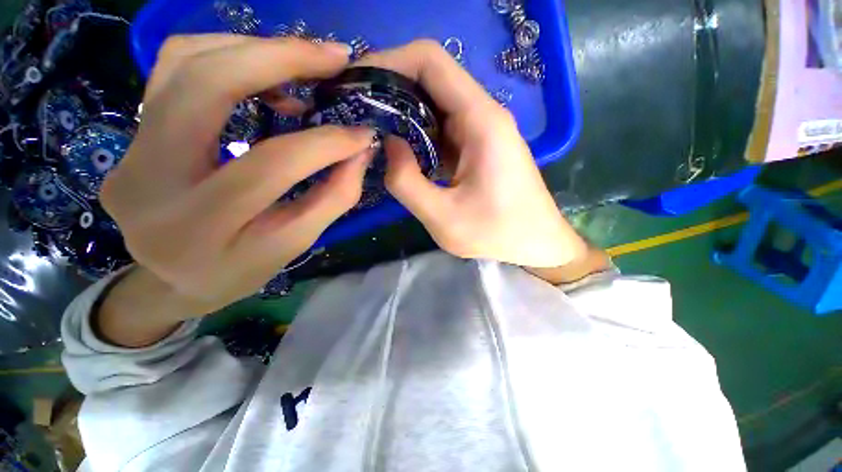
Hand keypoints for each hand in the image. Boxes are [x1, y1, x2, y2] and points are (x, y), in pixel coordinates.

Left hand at [100, 35, 373, 319]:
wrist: (173, 279)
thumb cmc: (239, 270)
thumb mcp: (295, 244)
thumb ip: (333, 197)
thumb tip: (361, 151)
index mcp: (200, 225)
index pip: (271, 165)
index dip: (326, 144)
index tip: (363, 132)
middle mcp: (148, 179)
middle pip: (207, 86)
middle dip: (280, 59)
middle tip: (334, 57)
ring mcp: (129, 149)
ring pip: (184, 62)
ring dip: (252, 48)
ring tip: (303, 63)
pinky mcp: (130, 134)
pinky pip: (171, 69)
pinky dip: (224, 54)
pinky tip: (262, 71)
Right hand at [355, 41, 589, 268]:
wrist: (536, 242)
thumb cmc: (497, 234)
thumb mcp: (444, 218)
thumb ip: (406, 182)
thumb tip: (387, 144)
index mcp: (481, 121)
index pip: (431, 61)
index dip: (388, 62)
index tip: (356, 82)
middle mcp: (483, 114)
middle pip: (430, 78)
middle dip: (389, 88)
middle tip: (357, 112)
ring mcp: (482, 129)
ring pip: (434, 104)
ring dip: (402, 113)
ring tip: (372, 131)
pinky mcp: (478, 145)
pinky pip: (442, 127)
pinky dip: (417, 133)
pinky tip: (401, 152)